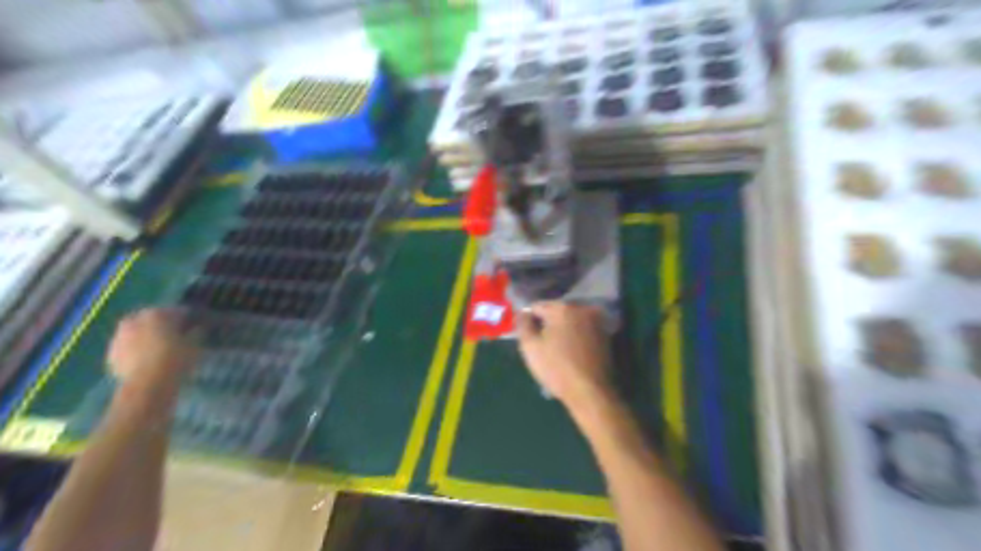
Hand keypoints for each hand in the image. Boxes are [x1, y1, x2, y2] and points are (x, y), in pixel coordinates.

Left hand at [107, 307, 196, 389]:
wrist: (148, 384)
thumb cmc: (176, 359)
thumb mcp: (195, 344)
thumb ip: (196, 332)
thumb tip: (196, 328)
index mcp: (157, 314)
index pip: (177, 311)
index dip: (187, 318)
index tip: (195, 325)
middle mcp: (134, 321)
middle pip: (152, 319)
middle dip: (163, 325)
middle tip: (175, 335)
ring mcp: (119, 338)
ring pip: (137, 332)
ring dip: (147, 336)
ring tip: (159, 348)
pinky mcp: (111, 355)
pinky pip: (127, 347)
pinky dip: (136, 350)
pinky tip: (147, 359)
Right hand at [515, 302, 610, 408]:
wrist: (591, 392)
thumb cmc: (557, 368)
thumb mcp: (530, 347)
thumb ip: (523, 324)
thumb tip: (523, 313)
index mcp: (563, 308)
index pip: (537, 306)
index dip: (528, 320)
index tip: (527, 337)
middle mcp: (582, 308)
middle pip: (556, 312)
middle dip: (547, 324)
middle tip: (541, 344)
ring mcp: (597, 321)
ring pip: (570, 321)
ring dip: (562, 330)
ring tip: (556, 350)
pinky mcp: (605, 335)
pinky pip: (582, 330)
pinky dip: (575, 337)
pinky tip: (571, 353)